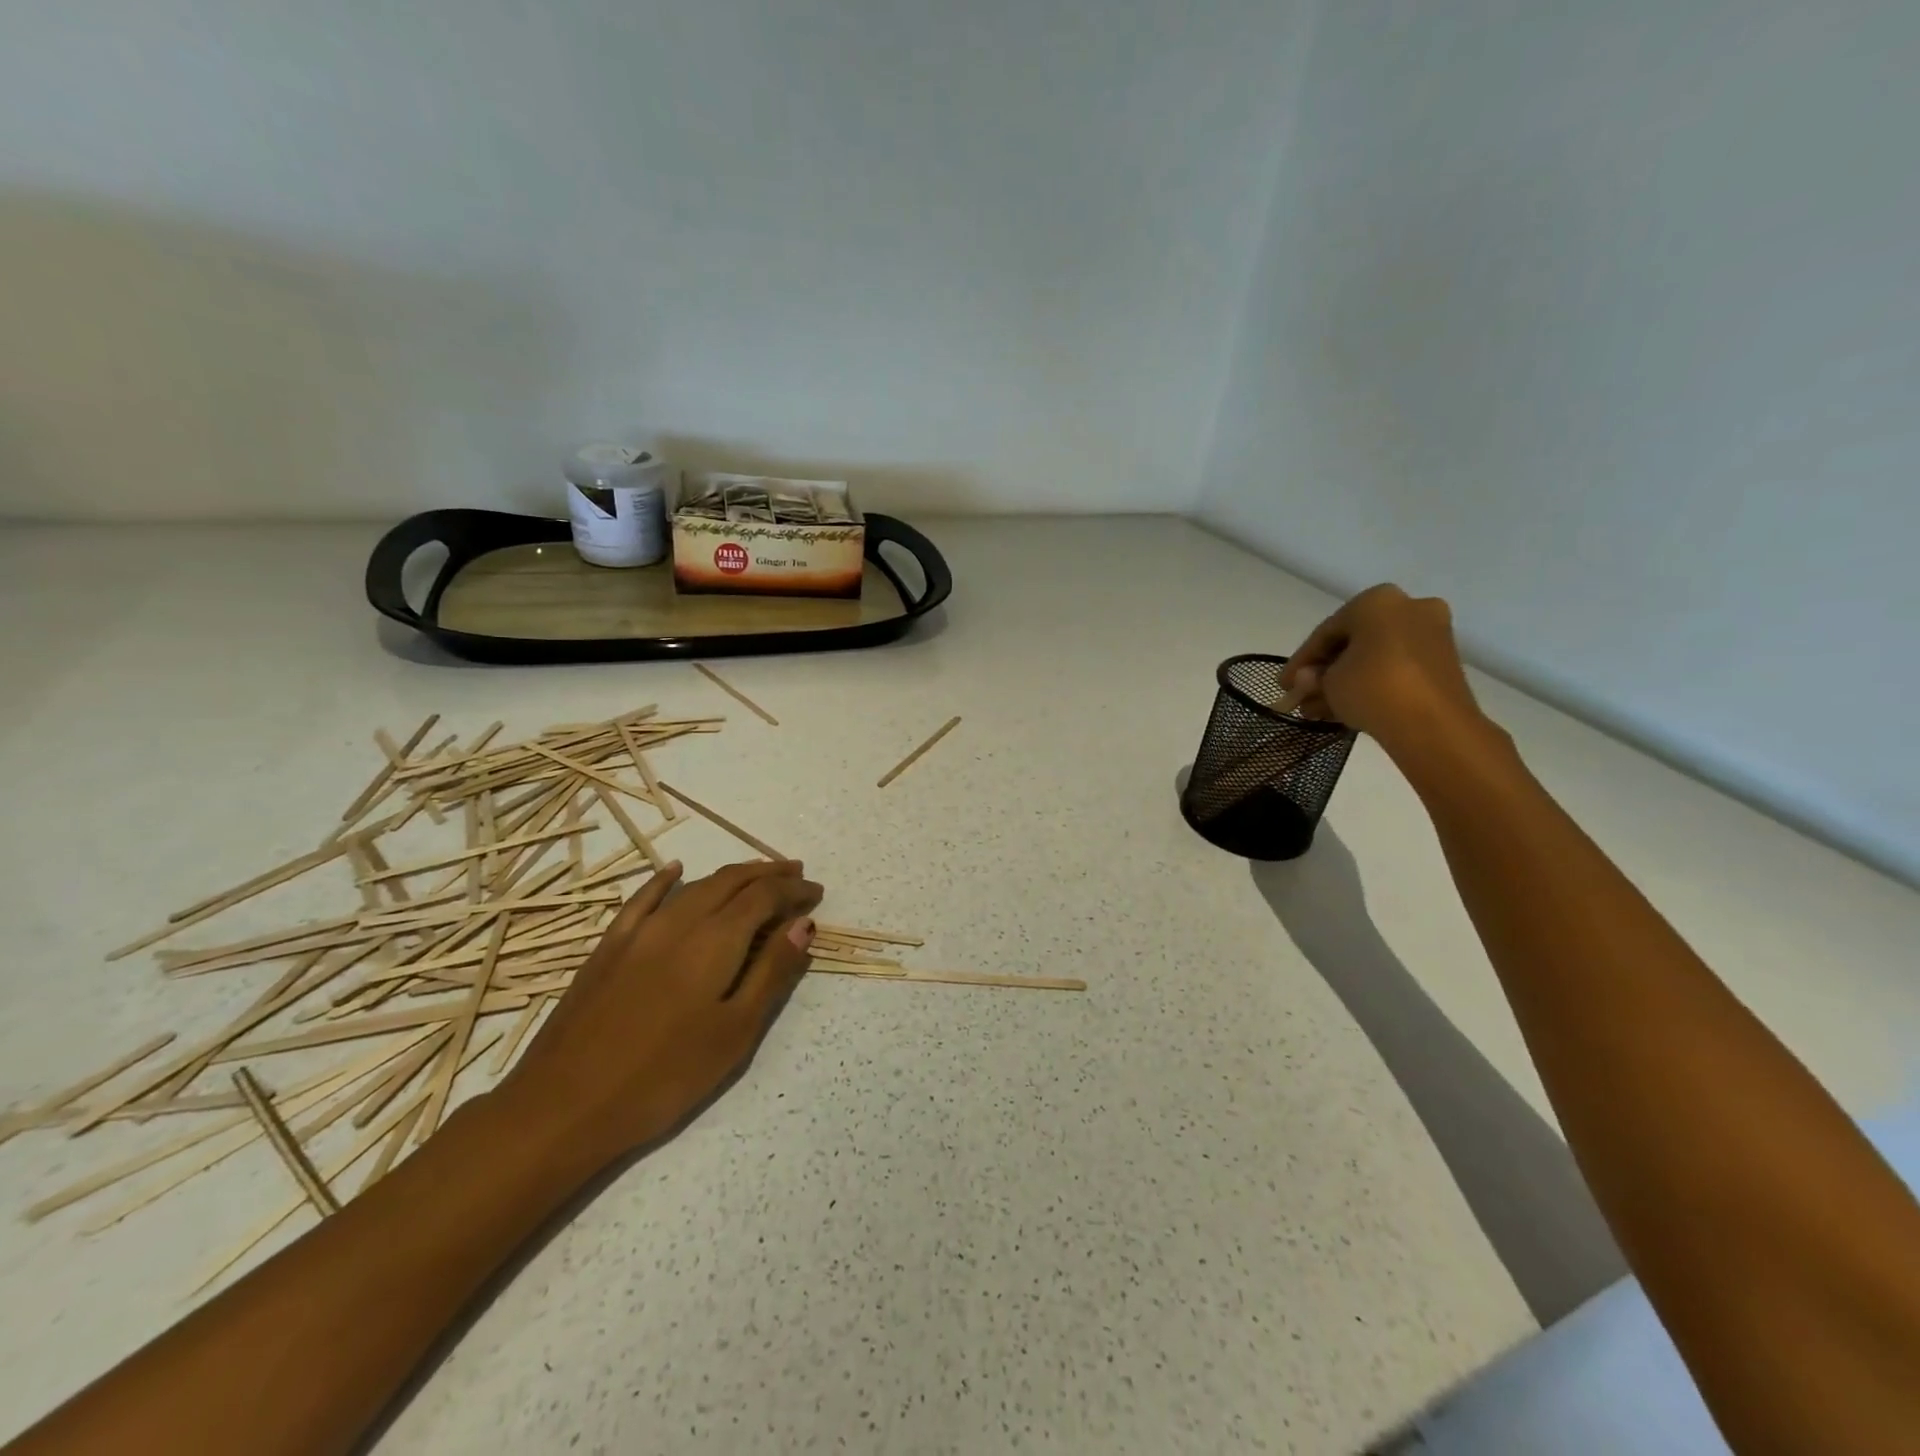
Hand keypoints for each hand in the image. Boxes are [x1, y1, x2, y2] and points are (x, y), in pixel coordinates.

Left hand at [499, 859, 821, 1168]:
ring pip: (695, 886)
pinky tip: (675, 870)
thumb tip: (802, 924)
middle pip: (732, 881)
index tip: (816, 893)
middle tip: (797, 875)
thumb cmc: (664, 1076)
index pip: (764, 897)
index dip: (794, 890)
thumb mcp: (734, 1032)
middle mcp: (680, 921)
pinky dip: (666, 880)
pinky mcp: (609, 946)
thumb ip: (771, 972)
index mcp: (715, 940)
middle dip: (769, 874)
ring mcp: (639, 930)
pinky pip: (644, 898)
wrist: (563, 1106)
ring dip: (732, 875)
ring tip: (757, 876)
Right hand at [1279, 584, 1489, 751]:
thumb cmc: (1372, 688)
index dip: (1300, 660)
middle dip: (1324, 672)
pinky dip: (1370, 684)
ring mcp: (1431, 634)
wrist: (1433, 724)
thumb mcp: (1327, 682)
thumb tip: (1308, 680)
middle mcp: (1408, 607)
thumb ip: (1312, 677)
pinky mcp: (1443, 662)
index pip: (1326, 631)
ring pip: (1373, 657)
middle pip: (1352, 642)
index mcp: (1377, 600)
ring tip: (1318, 710)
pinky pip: (1395, 668)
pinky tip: (1344, 708)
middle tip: (1302, 696)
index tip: (1283, 685)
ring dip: (1344, 681)